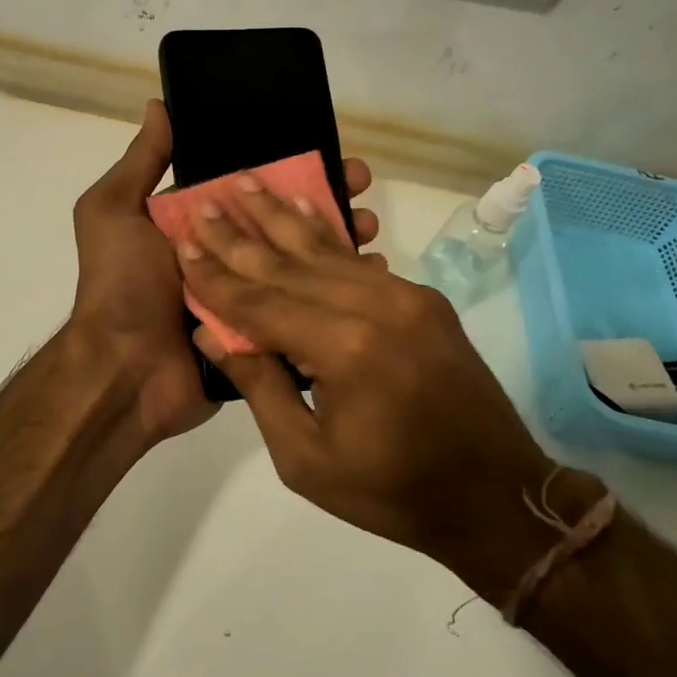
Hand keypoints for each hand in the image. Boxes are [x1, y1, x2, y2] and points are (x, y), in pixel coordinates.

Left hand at [69, 100, 379, 448]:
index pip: (251, 188)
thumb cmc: (121, 285)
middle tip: (361, 185)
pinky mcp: (264, 332)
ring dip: (337, 241)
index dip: (289, 168)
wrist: (125, 372)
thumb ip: (141, 163)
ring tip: (370, 226)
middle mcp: (226, 255)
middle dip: (324, 200)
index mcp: (197, 224)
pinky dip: (335, 291)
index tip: (330, 151)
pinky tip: (369, 273)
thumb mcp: (114, 212)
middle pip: (283, 221)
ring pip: (301, 262)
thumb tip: (161, 105)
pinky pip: (304, 307)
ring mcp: (248, 295)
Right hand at [174, 176, 591, 602]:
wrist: (494, 494)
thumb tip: (212, 332)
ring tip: (245, 183)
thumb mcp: (306, 458)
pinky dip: (327, 233)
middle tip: (201, 201)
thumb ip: (260, 386)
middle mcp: (374, 306)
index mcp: (344, 349)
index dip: (216, 277)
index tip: (181, 245)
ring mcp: (405, 296)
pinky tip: (304, 206)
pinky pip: (360, 261)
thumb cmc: (391, 491)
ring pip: (326, 250)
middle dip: (239, 235)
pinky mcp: (422, 298)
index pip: (260, 303)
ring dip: (280, 217)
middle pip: (288, 264)